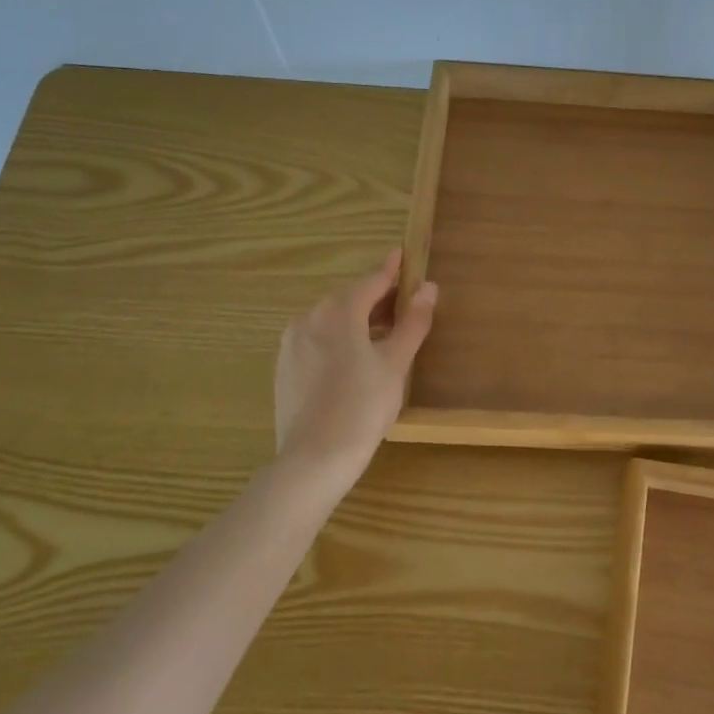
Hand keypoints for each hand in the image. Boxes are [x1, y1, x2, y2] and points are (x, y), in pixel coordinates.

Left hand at [273, 249, 437, 484]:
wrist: (314, 459)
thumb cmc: (363, 406)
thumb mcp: (396, 362)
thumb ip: (413, 322)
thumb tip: (429, 288)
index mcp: (338, 310)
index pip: (372, 281)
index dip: (392, 269)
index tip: (403, 254)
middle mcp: (309, 317)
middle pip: (350, 298)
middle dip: (377, 298)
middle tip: (404, 304)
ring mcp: (292, 343)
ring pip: (332, 320)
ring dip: (358, 320)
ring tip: (384, 335)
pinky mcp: (285, 368)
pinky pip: (317, 340)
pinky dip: (339, 339)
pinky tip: (355, 360)